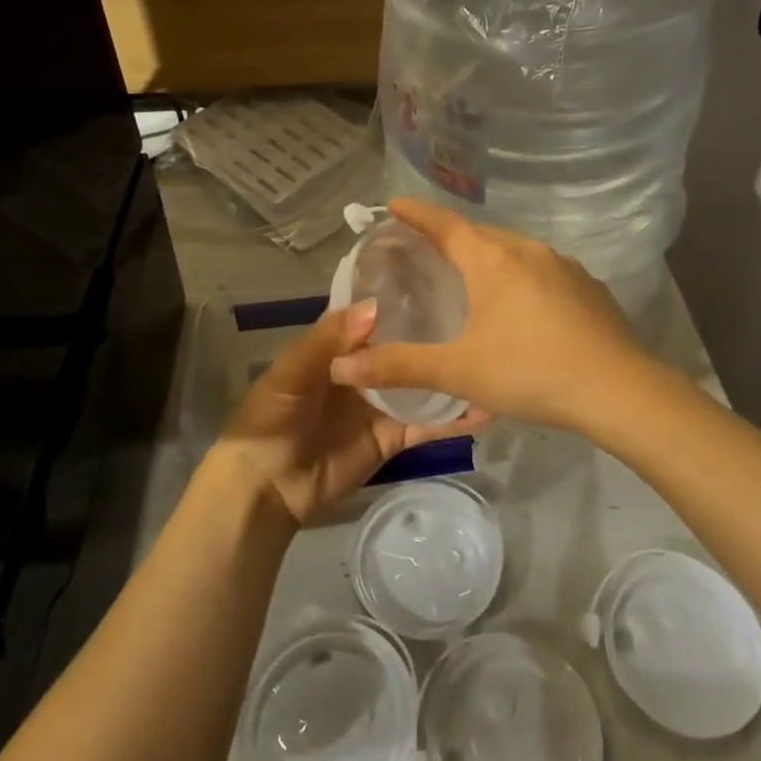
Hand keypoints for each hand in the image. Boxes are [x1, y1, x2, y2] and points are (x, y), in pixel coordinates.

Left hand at [213, 300, 489, 525]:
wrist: (266, 488)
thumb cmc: (271, 418)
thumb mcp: (291, 372)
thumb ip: (329, 339)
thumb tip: (376, 306)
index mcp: (340, 344)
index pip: (376, 312)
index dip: (403, 294)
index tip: (443, 272)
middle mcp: (368, 368)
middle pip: (407, 344)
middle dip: (438, 329)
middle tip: (484, 311)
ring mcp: (384, 402)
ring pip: (424, 381)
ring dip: (452, 372)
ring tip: (493, 357)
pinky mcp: (395, 436)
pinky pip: (428, 424)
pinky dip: (455, 419)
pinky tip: (486, 407)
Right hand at [329, 197, 661, 432]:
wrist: (619, 390)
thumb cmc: (531, 371)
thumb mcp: (459, 371)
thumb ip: (398, 365)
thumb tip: (340, 366)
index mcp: (493, 260)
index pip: (445, 224)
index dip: (417, 213)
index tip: (394, 203)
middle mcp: (528, 251)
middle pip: (481, 234)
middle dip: (452, 236)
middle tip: (427, 248)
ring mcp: (565, 266)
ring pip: (515, 251)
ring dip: (489, 256)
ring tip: (472, 276)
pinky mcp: (589, 287)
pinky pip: (543, 270)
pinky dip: (521, 277)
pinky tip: (523, 306)